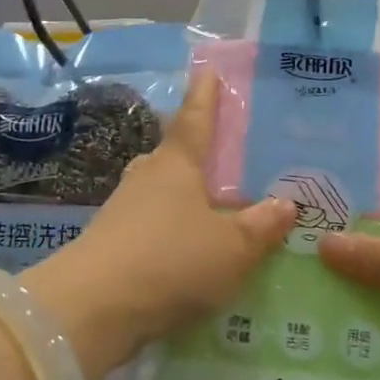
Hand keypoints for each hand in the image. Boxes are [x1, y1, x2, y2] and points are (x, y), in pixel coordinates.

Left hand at [25, 71, 293, 377]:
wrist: (93, 309)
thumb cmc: (171, 261)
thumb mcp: (232, 248)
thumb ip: (261, 226)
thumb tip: (286, 204)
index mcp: (175, 165)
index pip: (194, 119)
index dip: (204, 95)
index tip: (207, 70)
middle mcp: (145, 179)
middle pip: (172, 156)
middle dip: (194, 154)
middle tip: (223, 158)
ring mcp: (122, 212)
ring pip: (158, 193)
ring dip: (181, 197)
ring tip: (211, 210)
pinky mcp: (110, 245)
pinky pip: (149, 227)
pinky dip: (169, 231)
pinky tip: (186, 252)